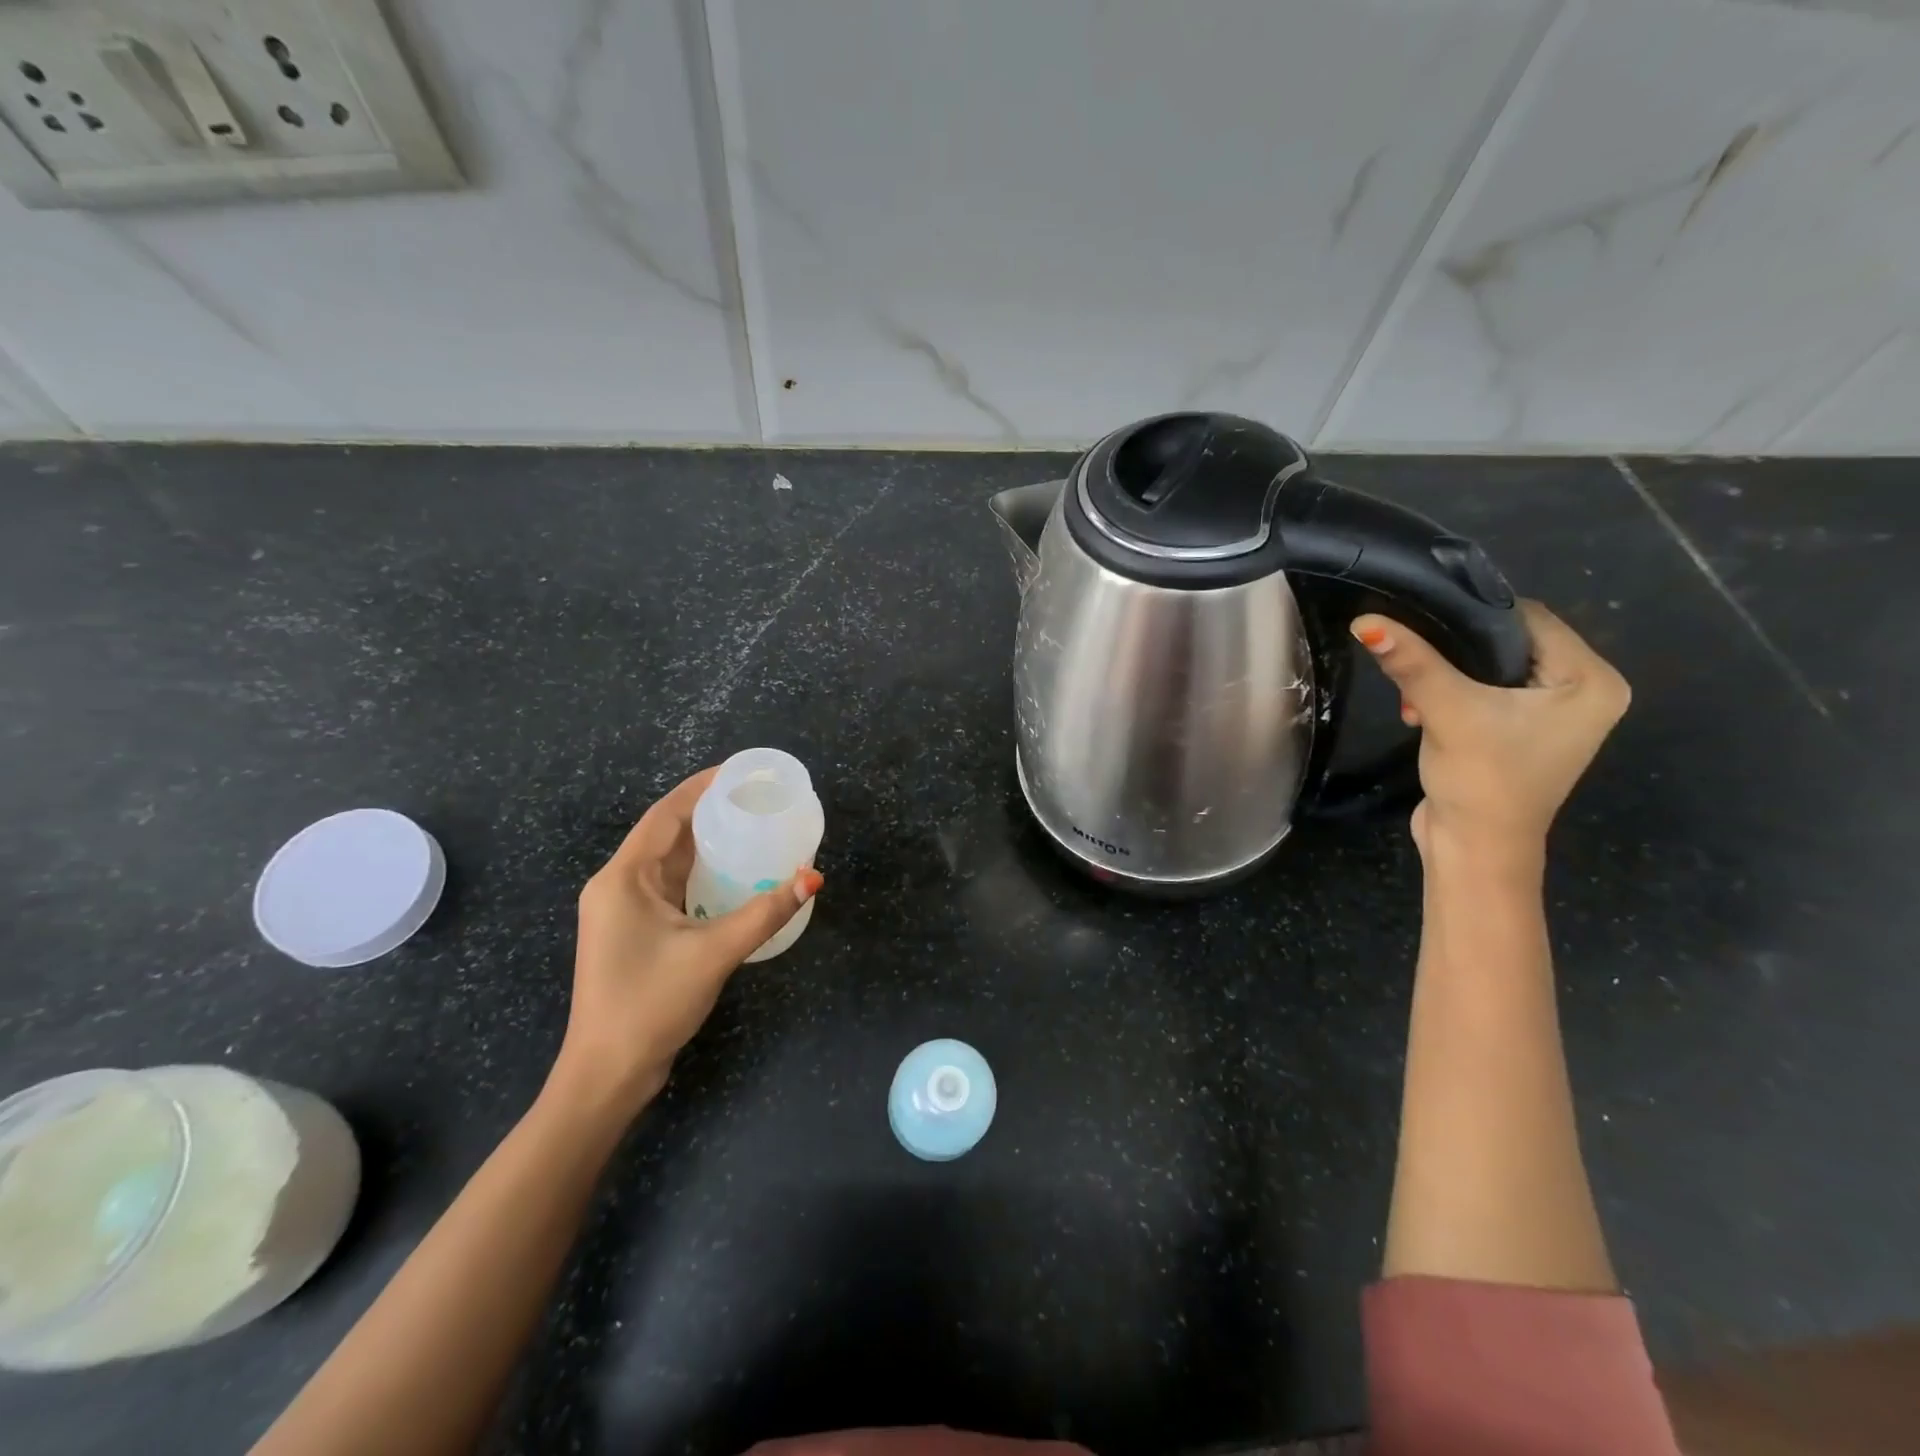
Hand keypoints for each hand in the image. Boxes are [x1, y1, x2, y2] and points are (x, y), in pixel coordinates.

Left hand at [550, 767, 822, 1115]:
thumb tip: (813, 878)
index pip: (665, 814)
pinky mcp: (635, 931)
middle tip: (756, 798)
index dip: (702, 787)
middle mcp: (617, 885)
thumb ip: (765, 912)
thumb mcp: (714, 952)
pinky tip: (733, 872)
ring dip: (706, 842)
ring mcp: (623, 910)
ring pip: (669, 861)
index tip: (741, 772)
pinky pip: (670, 886)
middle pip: (666, 833)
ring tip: (751, 825)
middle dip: (709, 811)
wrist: (607, 1073)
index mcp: (623, 878)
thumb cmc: (650, 1004)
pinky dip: (700, 872)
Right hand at [1352, 601, 1629, 865]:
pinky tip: (1422, 713)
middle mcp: (1584, 692)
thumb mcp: (1447, 711)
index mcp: (1593, 681)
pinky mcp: (1522, 732)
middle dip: (1454, 653)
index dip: (1471, 616)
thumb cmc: (1481, 779)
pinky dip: (1452, 695)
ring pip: (1491, 667)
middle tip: (1413, 666)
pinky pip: (1486, 692)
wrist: (1474, 849)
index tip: (1420, 620)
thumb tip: (1366, 621)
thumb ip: (1412, 662)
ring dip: (1446, 676)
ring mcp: (1553, 715)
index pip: (1529, 619)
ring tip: (1414, 699)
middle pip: (1508, 642)